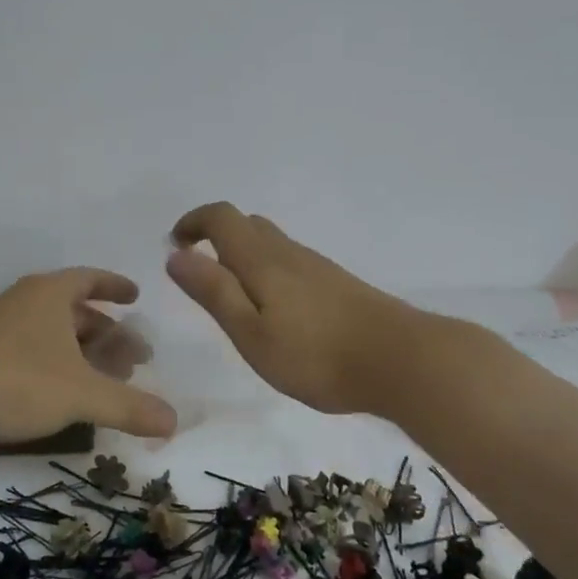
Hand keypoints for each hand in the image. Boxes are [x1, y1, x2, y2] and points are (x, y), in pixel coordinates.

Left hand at [0, 268, 178, 442]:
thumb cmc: (22, 382)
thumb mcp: (83, 394)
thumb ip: (129, 406)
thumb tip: (174, 421)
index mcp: (49, 294)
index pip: (90, 279)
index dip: (115, 287)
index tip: (135, 298)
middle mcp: (24, 300)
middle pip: (74, 310)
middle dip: (106, 333)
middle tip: (133, 359)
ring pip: (51, 330)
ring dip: (82, 350)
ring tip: (104, 378)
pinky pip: (29, 345)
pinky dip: (54, 360)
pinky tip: (62, 389)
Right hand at [167, 202, 423, 414]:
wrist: (402, 360)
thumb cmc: (317, 354)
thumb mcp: (252, 333)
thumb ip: (214, 292)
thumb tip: (175, 254)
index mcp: (262, 260)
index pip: (222, 218)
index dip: (194, 222)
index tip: (175, 244)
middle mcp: (288, 253)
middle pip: (247, 225)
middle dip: (216, 236)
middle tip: (199, 270)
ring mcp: (317, 267)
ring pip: (271, 243)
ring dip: (242, 254)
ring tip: (232, 295)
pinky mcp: (337, 284)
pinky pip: (290, 262)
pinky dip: (268, 270)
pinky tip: (275, 309)